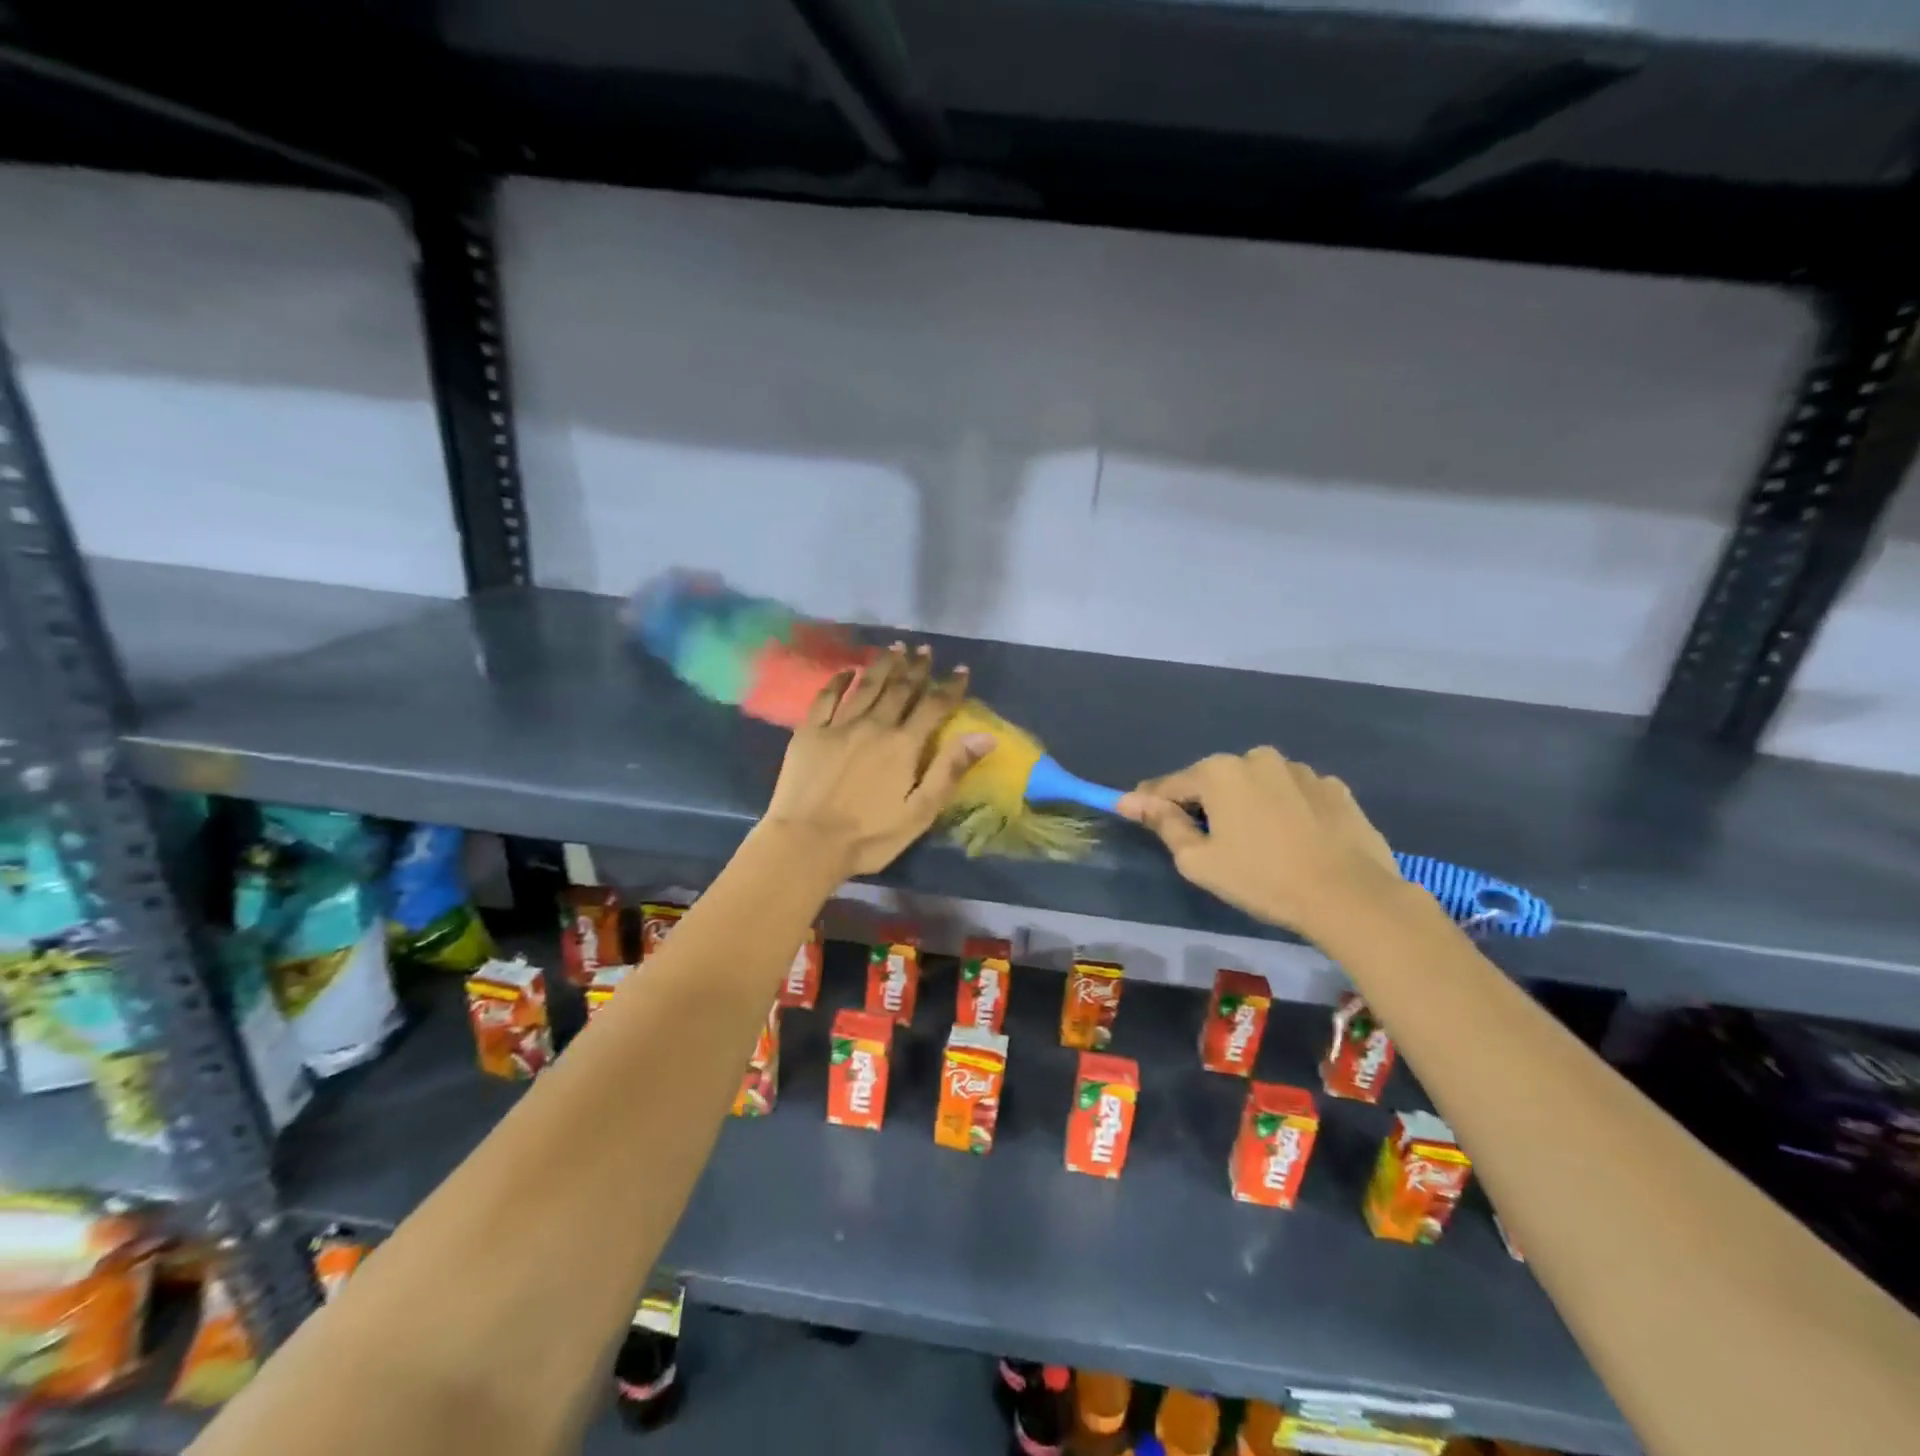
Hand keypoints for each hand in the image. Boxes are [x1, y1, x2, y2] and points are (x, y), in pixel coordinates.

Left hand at [760, 644, 994, 877]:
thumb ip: (950, 770)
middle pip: (900, 689)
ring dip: (883, 665)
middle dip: (916, 668)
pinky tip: (847, 669)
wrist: (807, 843)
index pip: (933, 707)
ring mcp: (839, 726)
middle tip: (925, 649)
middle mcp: (874, 725)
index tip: (960, 669)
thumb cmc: (870, 835)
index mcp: (903, 745)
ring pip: (866, 686)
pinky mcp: (809, 732)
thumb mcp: (920, 812)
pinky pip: (826, 697)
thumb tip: (985, 736)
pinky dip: (838, 680)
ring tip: (895, 647)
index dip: (949, 687)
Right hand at [1118, 748, 1402, 941]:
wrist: (1350, 896)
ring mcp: (1300, 769)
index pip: (1169, 785)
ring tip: (1259, 844)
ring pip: (1257, 785)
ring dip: (1248, 805)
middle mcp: (1257, 758)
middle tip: (1211, 844)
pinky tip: (1295, 841)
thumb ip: (1163, 824)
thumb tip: (1130, 800)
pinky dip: (1286, 810)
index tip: (1138, 816)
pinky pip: (1294, 794)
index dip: (1151, 803)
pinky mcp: (1334, 787)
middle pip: (1215, 781)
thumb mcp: (1199, 861)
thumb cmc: (1262, 879)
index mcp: (1218, 772)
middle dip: (1206, 805)